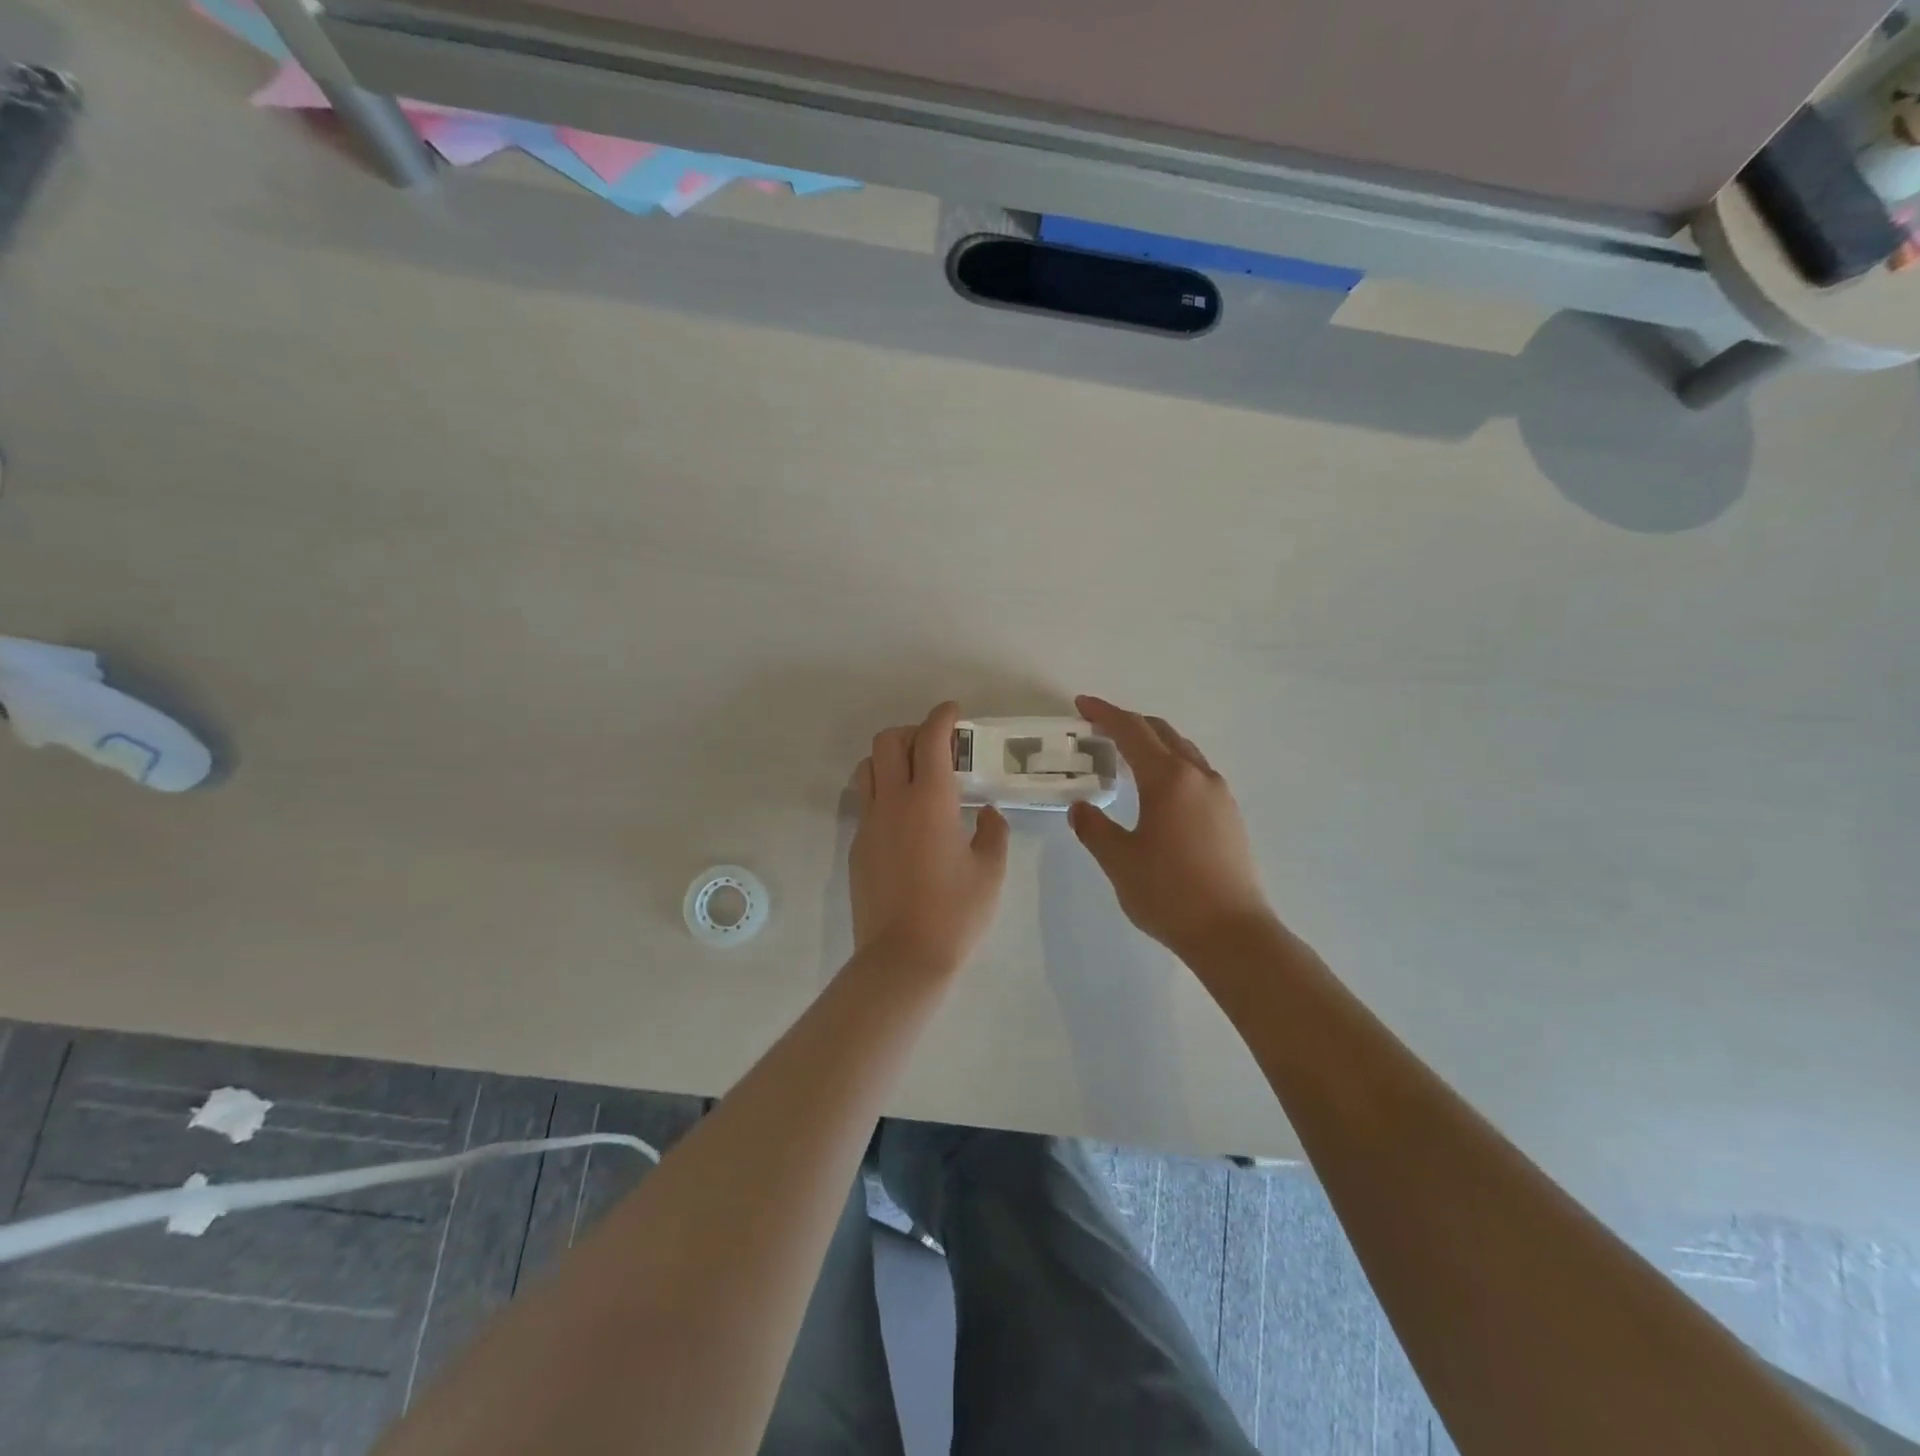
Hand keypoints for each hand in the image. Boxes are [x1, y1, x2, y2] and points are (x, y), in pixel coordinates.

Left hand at [850, 701, 1009, 972]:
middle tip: (937, 746)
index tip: (954, 712)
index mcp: (930, 800)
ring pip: (869, 768)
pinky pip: (866, 801)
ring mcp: (869, 823)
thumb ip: (992, 831)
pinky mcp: (857, 846)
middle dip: (912, 731)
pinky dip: (884, 791)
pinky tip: (906, 819)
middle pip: (888, 741)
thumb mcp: (991, 870)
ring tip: (916, 777)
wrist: (903, 958)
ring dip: (890, 758)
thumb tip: (984, 812)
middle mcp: (893, 801)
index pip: (931, 739)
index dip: (942, 717)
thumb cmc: (956, 913)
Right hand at [1068, 695, 1278, 959]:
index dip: (1104, 714)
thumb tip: (1082, 808)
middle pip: (1161, 733)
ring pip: (1182, 751)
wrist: (1232, 933)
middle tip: (1098, 727)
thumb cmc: (1169, 894)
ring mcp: (1220, 795)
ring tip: (1126, 755)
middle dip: (1129, 723)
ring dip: (1153, 743)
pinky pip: (1195, 772)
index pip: (1131, 732)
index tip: (1082, 704)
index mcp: (1168, 779)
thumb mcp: (1118, 861)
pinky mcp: (1230, 815)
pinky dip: (1170, 764)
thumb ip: (1094, 828)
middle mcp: (1198, 776)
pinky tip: (1158, 789)